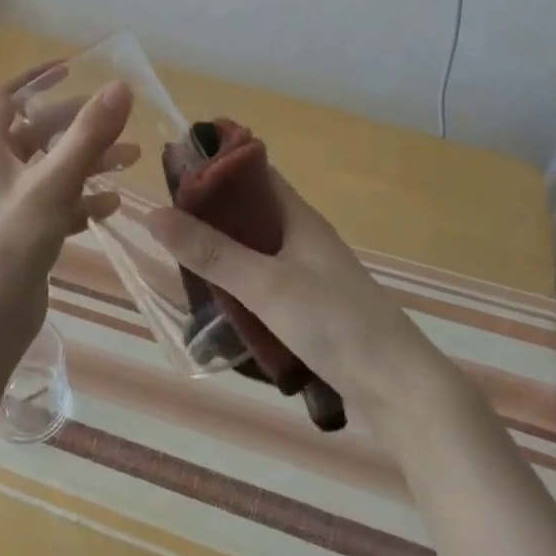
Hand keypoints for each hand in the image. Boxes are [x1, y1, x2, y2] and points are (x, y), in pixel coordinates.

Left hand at [0, 63, 135, 350]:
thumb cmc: (9, 242)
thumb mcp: (53, 183)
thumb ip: (88, 135)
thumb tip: (120, 87)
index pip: (6, 96)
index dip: (36, 79)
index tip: (73, 69)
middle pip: (36, 132)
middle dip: (77, 123)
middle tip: (117, 120)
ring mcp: (8, 203)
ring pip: (51, 169)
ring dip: (87, 161)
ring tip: (131, 160)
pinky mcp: (22, 233)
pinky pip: (56, 204)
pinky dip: (82, 199)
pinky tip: (110, 205)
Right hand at [140, 168, 449, 429]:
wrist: (400, 392)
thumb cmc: (337, 323)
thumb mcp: (267, 285)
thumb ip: (212, 252)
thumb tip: (154, 214)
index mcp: (299, 219)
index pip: (255, 173)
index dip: (218, 164)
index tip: (174, 166)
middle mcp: (304, 241)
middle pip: (251, 214)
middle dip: (211, 212)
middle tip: (164, 219)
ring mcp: (309, 278)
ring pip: (255, 252)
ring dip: (222, 251)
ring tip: (177, 258)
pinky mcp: (310, 313)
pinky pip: (263, 286)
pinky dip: (237, 286)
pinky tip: (213, 302)